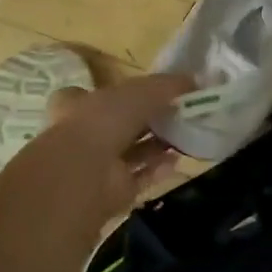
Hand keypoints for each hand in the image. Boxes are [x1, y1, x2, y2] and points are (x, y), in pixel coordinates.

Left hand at [0, 73, 192, 230]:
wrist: (83, 176)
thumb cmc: (102, 122)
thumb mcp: (139, 91)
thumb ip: (166, 85)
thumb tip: (195, 79)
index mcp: (76, 106)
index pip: (93, 95)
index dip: (119, 93)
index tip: (149, 92)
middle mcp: (83, 135)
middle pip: (119, 125)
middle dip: (147, 121)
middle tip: (178, 115)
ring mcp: (96, 166)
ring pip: (131, 153)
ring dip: (156, 146)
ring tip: (185, 137)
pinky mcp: (111, 191)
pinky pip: (139, 177)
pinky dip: (158, 170)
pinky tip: (177, 161)